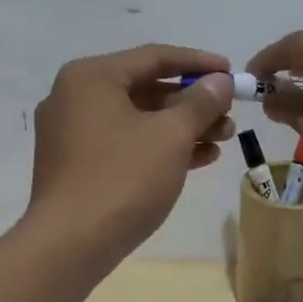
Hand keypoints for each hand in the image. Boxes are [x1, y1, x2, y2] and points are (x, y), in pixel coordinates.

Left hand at [28, 45, 235, 258]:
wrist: (70, 244)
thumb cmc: (123, 177)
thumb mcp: (171, 135)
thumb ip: (201, 102)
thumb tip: (220, 81)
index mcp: (91, 77)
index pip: (154, 57)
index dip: (198, 63)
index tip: (231, 72)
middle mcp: (75, 97)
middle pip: (145, 88)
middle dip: (193, 102)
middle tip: (230, 114)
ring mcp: (71, 133)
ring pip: (137, 119)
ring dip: (181, 127)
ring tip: (223, 139)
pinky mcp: (75, 165)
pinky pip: (124, 144)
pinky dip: (158, 147)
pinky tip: (198, 159)